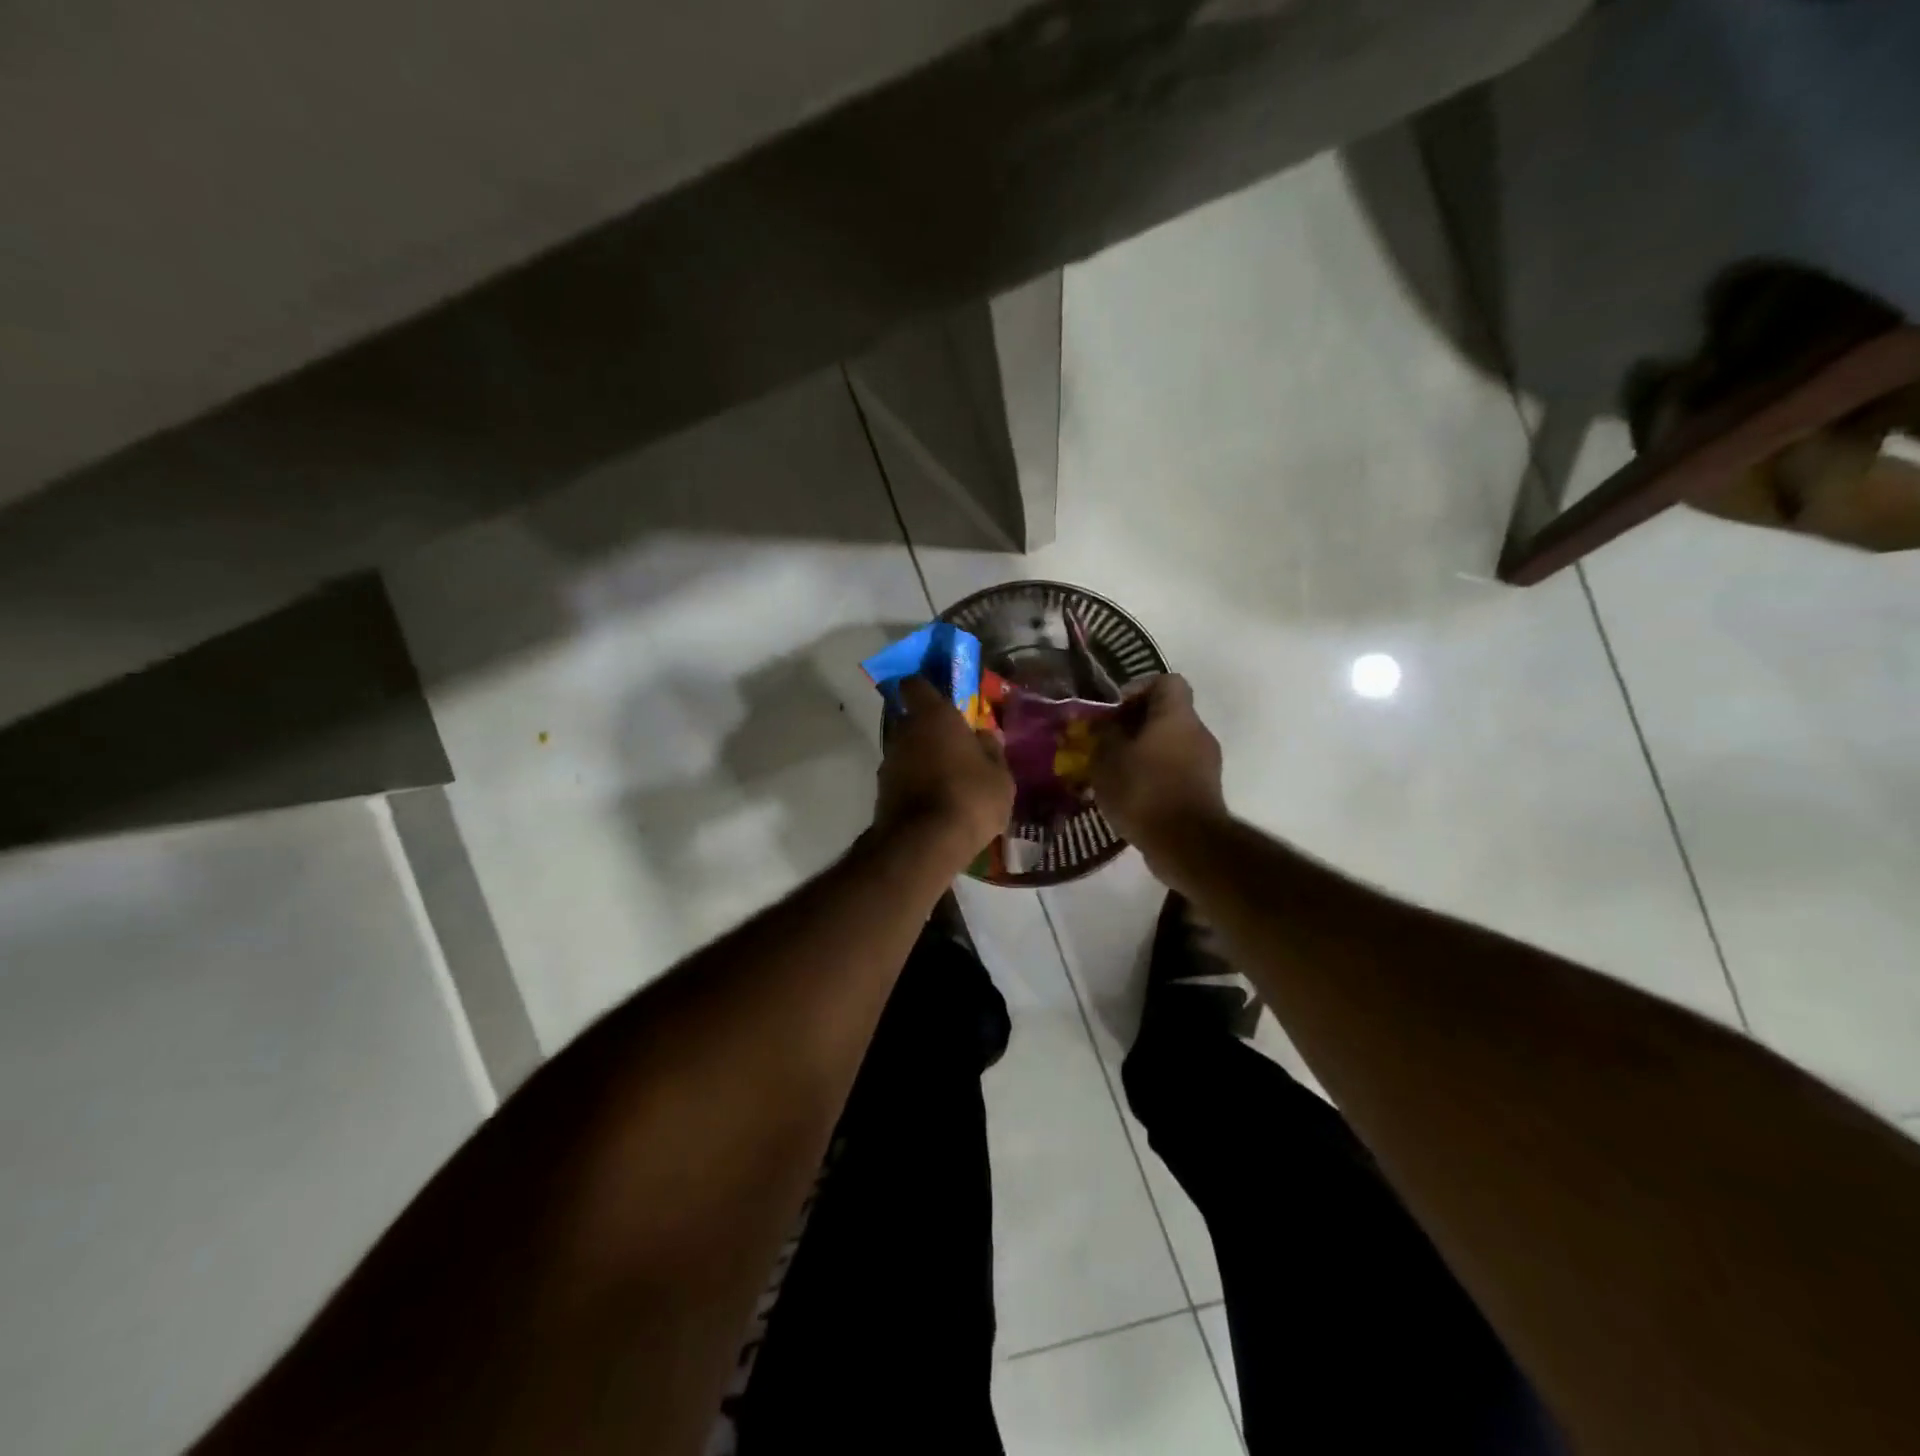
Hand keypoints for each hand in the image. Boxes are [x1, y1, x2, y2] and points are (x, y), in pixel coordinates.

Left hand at [874, 676, 1014, 869]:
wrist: (924, 845)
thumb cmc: (970, 798)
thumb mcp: (999, 776)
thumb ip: (992, 751)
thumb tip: (986, 736)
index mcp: (934, 716)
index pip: (916, 685)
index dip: (925, 688)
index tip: (940, 696)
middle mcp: (904, 732)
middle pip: (913, 720)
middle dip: (930, 730)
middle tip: (955, 746)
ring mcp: (888, 763)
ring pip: (907, 751)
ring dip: (922, 759)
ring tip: (948, 779)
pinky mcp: (881, 792)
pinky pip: (902, 778)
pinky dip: (915, 783)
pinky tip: (936, 801)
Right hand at [1091, 674, 1227, 862]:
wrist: (1186, 844)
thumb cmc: (1144, 790)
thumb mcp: (1108, 759)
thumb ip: (1104, 735)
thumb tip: (1105, 724)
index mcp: (1177, 715)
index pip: (1167, 681)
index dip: (1139, 689)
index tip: (1115, 711)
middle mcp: (1198, 732)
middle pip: (1167, 715)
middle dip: (1135, 726)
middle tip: (1107, 744)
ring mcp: (1206, 763)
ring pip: (1170, 745)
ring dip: (1144, 753)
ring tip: (1116, 774)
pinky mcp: (1205, 791)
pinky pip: (1176, 771)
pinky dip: (1155, 777)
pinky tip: (1132, 796)